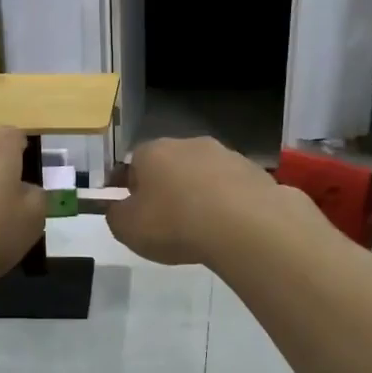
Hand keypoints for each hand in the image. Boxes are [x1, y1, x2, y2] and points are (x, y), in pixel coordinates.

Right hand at [107, 136, 311, 266]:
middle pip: (170, 164)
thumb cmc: (174, 224)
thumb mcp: (127, 229)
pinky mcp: (255, 172)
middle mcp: (188, 144)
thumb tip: (119, 209)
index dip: (128, 186)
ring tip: (200, 226)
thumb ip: (116, 216)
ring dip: (198, 193)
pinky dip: (227, 203)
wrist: (244, 225)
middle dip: (166, 187)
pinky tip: (228, 227)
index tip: (130, 209)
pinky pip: (232, 188)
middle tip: (165, 219)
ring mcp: (226, 155)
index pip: (132, 163)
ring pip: (203, 174)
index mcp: (152, 152)